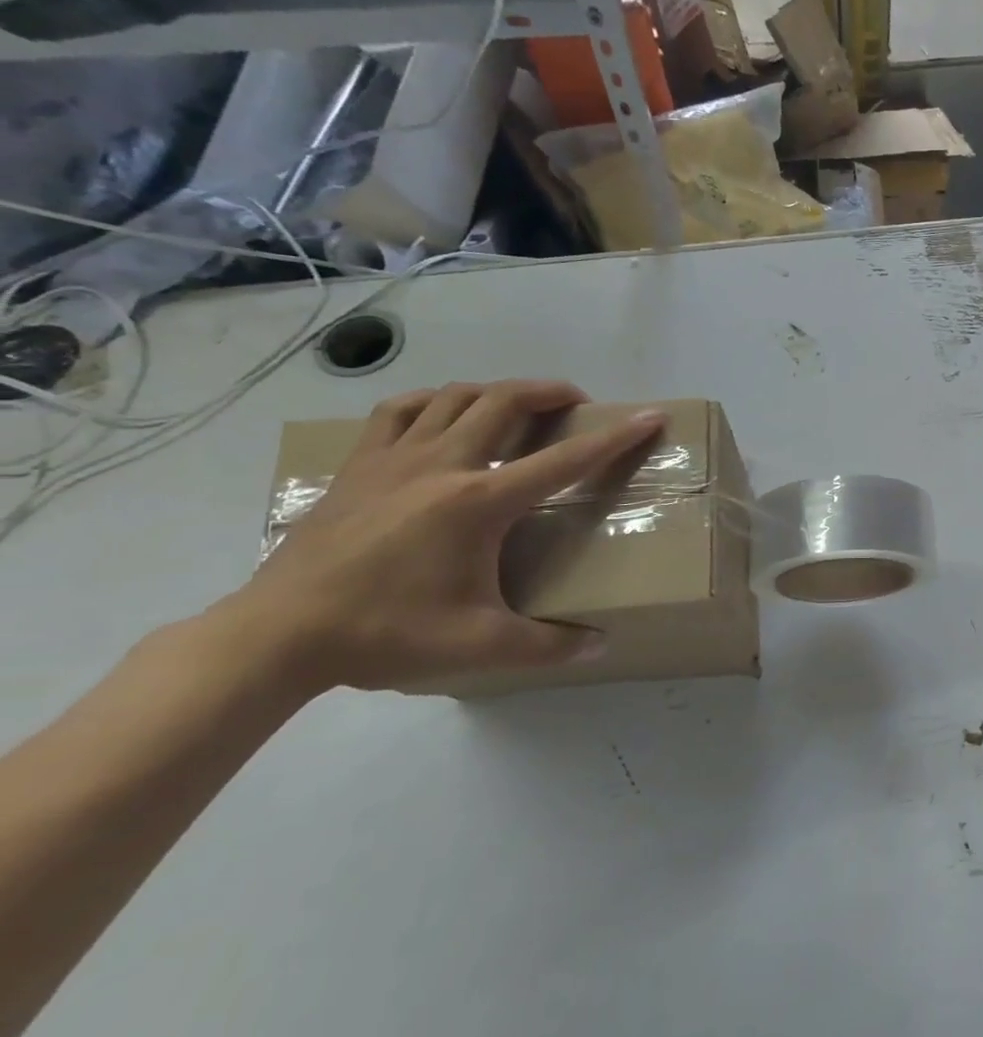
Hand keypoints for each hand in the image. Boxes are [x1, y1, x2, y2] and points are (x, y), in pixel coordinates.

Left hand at [211, 380, 663, 696]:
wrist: (279, 635)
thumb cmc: (386, 633)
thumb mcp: (478, 645)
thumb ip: (548, 645)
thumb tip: (599, 645)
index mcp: (480, 502)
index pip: (565, 459)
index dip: (614, 437)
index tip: (649, 416)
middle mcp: (443, 465)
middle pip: (506, 402)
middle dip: (551, 392)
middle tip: (577, 404)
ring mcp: (394, 459)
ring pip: (455, 396)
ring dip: (497, 391)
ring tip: (518, 406)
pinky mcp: (358, 466)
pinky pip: (400, 411)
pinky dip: (434, 401)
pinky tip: (443, 414)